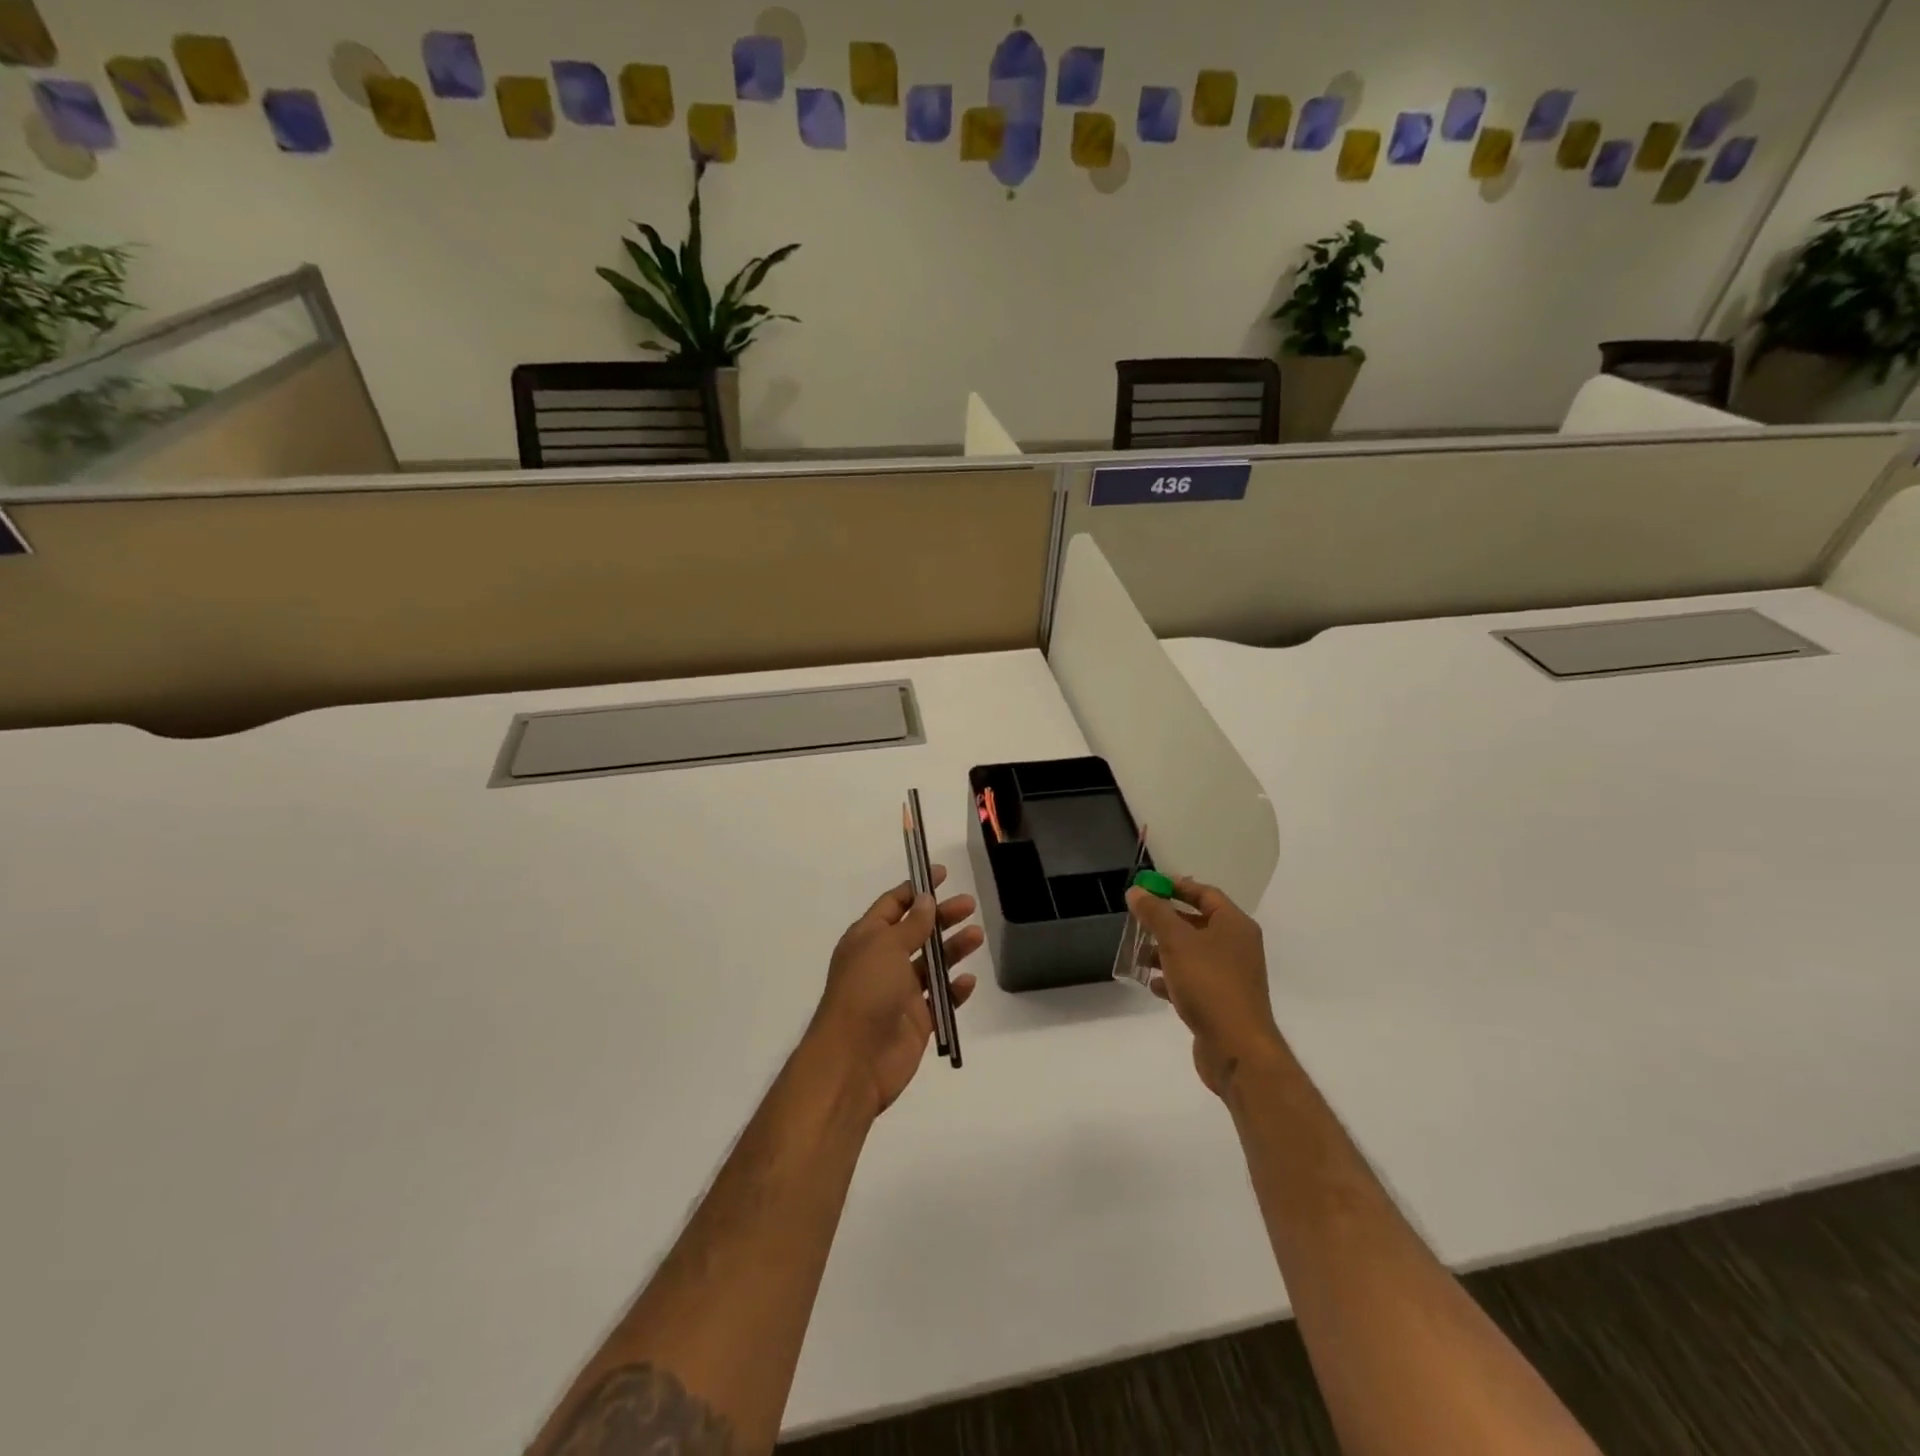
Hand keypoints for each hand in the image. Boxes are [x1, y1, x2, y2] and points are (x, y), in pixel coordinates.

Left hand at [807, 866, 983, 1117]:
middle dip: (942, 917)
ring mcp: (900, 993)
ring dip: (953, 949)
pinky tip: (968, 981)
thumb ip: (911, 924)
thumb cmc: (866, 992)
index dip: (916, 889)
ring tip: (977, 936)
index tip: (941, 874)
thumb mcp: (886, 947)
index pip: (893, 905)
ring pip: (932, 964)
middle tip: (969, 904)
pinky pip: (940, 999)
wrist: (854, 1061)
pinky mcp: (917, 1020)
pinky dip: (955, 990)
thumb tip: (926, 899)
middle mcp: (883, 962)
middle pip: (917, 932)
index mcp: (867, 939)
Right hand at [1126, 876, 1284, 1098]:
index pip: (1205, 893)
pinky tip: (1151, 985)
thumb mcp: (1176, 941)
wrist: (1237, 1048)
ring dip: (1164, 952)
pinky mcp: (1221, 1002)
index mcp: (1234, 925)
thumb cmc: (1209, 983)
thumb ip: (1155, 913)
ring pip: (1192, 953)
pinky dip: (1172, 979)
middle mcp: (1236, 946)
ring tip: (1138, 956)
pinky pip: (1193, 980)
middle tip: (1137, 920)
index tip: (1148, 886)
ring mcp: (1230, 976)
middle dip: (1166, 921)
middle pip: (1197, 922)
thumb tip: (1137, 891)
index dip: (1176, 886)